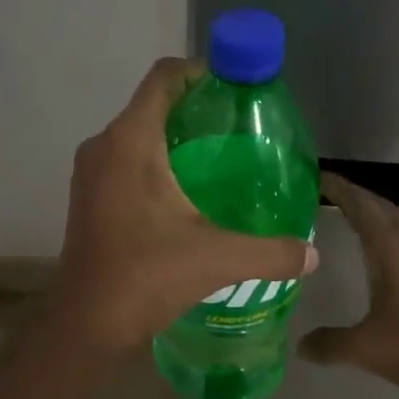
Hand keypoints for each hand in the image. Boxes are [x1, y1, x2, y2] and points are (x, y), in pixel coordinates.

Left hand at [53, 57, 317, 354]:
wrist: (85, 326)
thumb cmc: (145, 277)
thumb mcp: (218, 260)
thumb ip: (273, 252)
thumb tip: (313, 254)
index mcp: (131, 141)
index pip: (165, 77)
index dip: (202, 72)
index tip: (238, 90)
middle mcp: (104, 146)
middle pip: (154, 103)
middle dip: (197, 109)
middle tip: (241, 130)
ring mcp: (91, 172)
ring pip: (139, 133)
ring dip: (177, 137)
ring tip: (223, 161)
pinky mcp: (89, 197)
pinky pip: (128, 159)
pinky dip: (159, 161)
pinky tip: (190, 194)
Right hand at [299, 172, 398, 398]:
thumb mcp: (366, 348)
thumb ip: (329, 344)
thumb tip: (300, 346)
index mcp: (392, 248)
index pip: (360, 205)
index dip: (338, 189)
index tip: (315, 176)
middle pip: (378, 207)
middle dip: (352, 197)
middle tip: (321, 193)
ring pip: (394, 223)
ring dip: (370, 215)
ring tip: (342, 216)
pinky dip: (384, 234)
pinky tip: (374, 253)